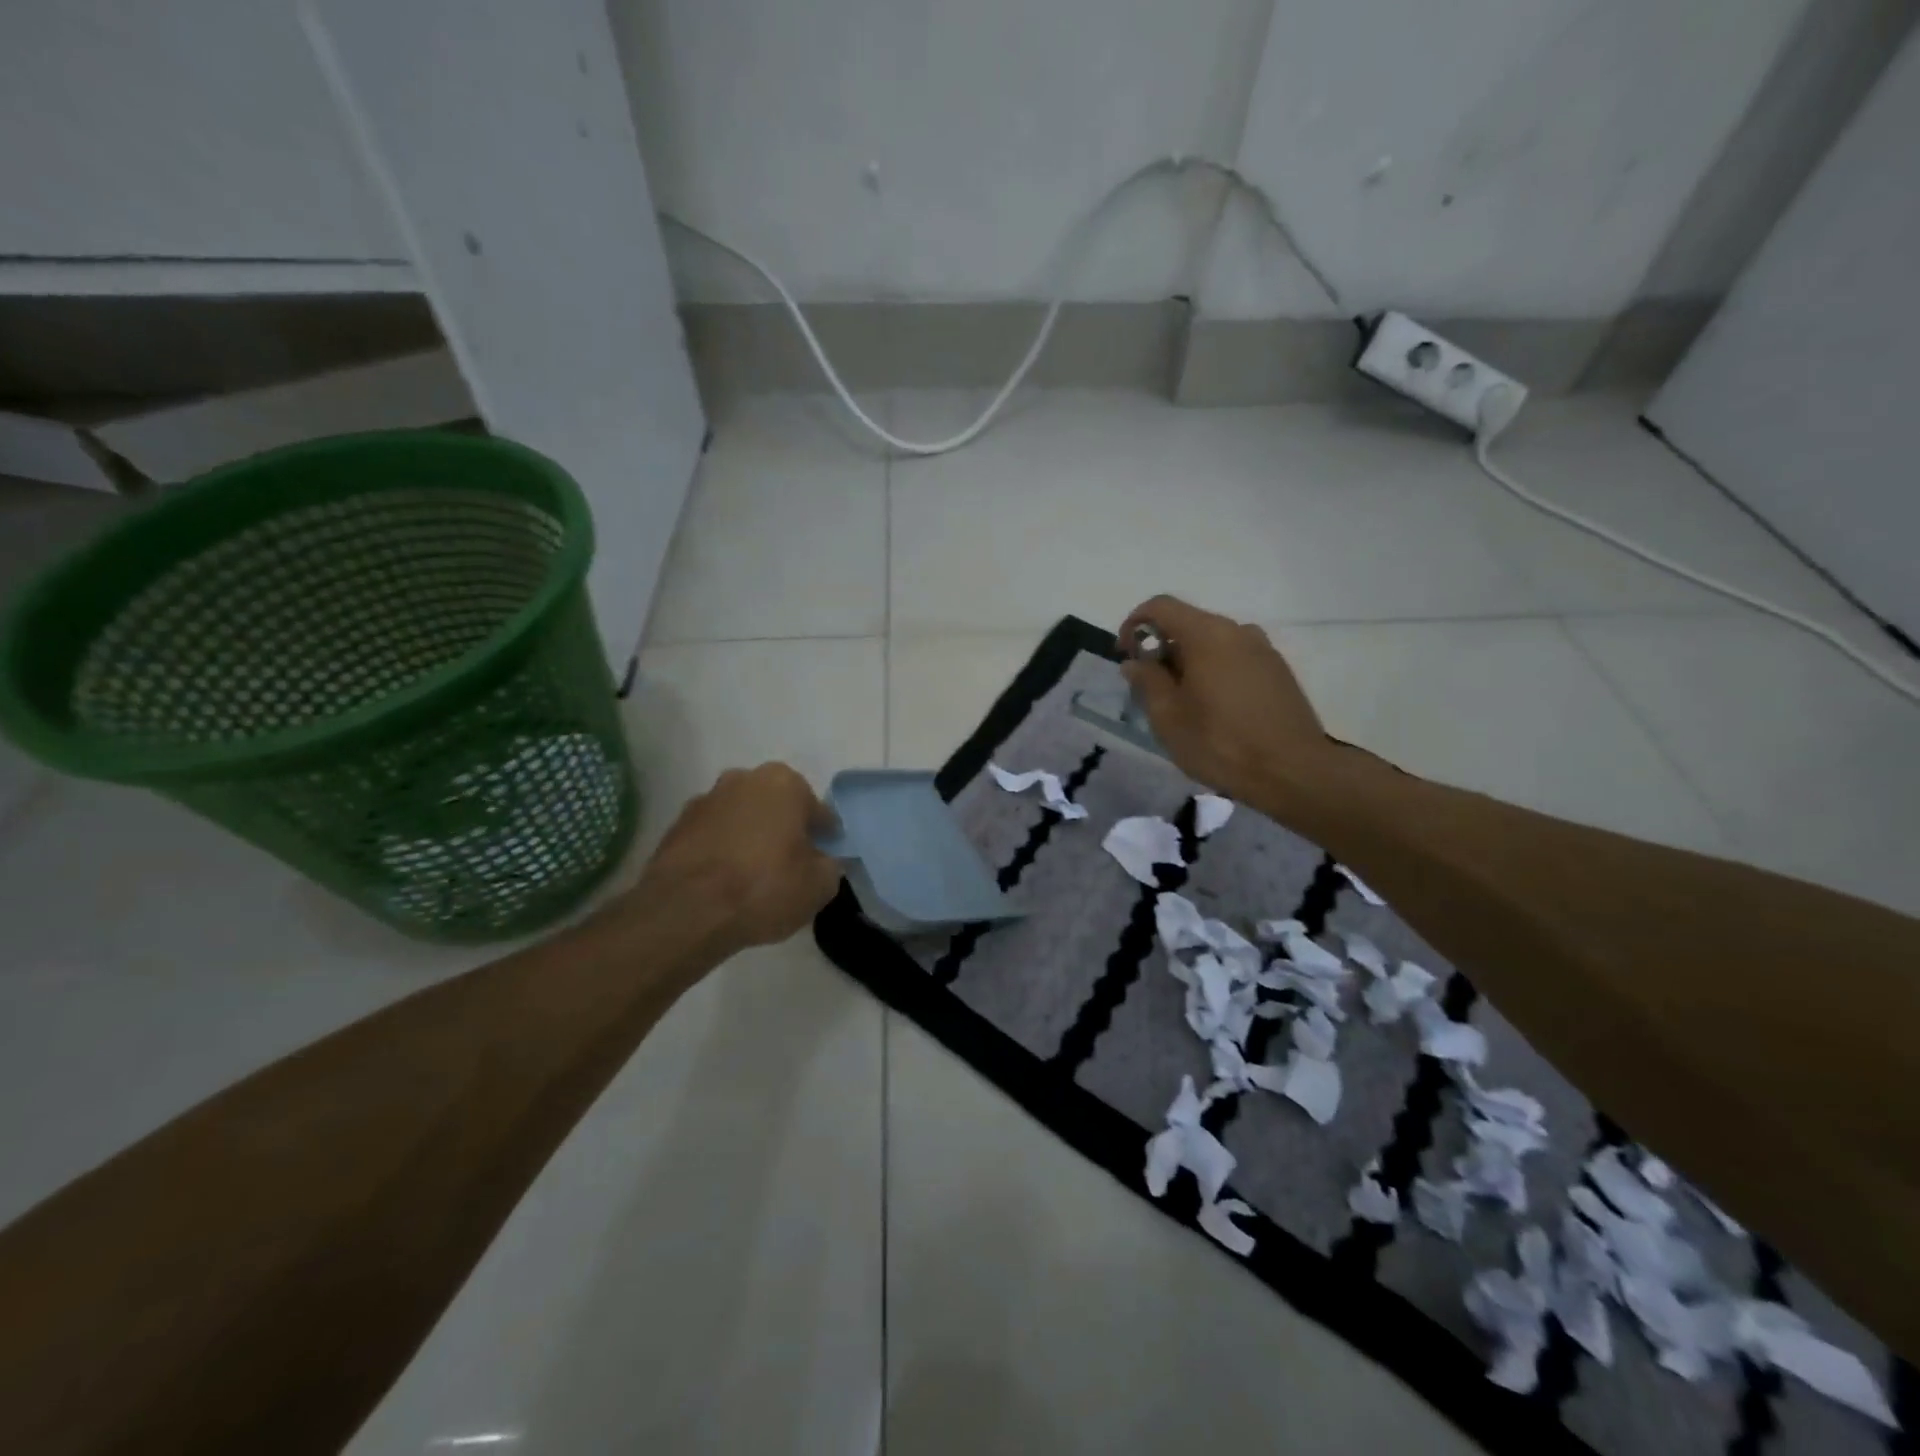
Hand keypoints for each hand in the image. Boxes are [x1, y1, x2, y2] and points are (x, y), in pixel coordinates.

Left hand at [636, 763, 842, 955]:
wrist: (686, 911)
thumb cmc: (764, 888)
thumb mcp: (819, 886)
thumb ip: (829, 866)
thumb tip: (822, 861)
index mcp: (784, 783)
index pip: (817, 811)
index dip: (823, 836)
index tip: (824, 858)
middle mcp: (743, 779)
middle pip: (775, 806)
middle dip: (783, 828)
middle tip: (789, 864)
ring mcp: (705, 800)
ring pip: (741, 817)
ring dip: (749, 836)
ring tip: (752, 875)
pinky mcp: (676, 826)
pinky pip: (712, 835)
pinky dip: (721, 850)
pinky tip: (723, 880)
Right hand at [1119, 596, 1333, 806]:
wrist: (1294, 772)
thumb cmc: (1221, 744)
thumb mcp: (1169, 718)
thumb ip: (1147, 682)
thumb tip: (1135, 662)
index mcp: (1207, 635)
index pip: (1161, 607)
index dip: (1134, 624)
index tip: (1125, 655)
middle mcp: (1238, 631)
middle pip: (1188, 624)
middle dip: (1162, 649)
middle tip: (1151, 689)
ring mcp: (1263, 650)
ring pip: (1213, 643)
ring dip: (1189, 663)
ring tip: (1183, 703)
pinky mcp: (1278, 671)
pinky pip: (1235, 658)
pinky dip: (1215, 672)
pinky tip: (1214, 709)